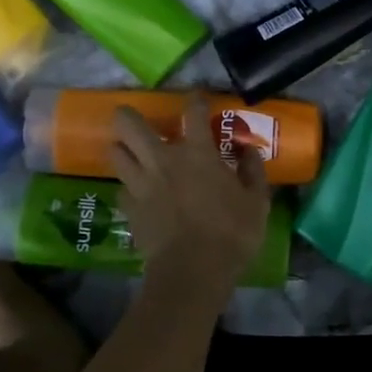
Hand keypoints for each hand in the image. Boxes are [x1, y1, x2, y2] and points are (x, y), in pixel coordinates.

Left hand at [111, 93, 271, 290]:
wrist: (192, 271)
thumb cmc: (231, 233)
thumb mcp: (257, 202)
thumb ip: (253, 172)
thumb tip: (248, 151)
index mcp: (197, 153)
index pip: (192, 113)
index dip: (195, 101)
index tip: (197, 100)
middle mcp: (163, 160)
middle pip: (130, 125)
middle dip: (127, 115)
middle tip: (131, 116)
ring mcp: (141, 183)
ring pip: (115, 153)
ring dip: (121, 148)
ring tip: (128, 151)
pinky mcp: (129, 208)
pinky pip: (121, 188)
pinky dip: (127, 185)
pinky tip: (136, 191)